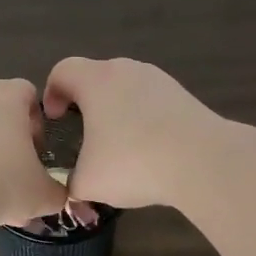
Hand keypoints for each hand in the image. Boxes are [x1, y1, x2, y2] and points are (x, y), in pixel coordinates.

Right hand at [41, 57, 220, 210]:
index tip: (55, 121)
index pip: (62, 71)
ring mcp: (159, 80)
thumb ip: (71, 181)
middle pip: (95, 77)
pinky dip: (144, 120)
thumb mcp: (88, 182)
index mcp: (95, 80)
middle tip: (83, 137)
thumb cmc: (134, 162)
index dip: (51, 93)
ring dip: (117, 113)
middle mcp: (126, 70)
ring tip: (119, 148)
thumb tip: (74, 186)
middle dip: (85, 105)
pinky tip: (150, 152)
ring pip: (126, 90)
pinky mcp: (183, 95)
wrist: (204, 162)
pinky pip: (151, 103)